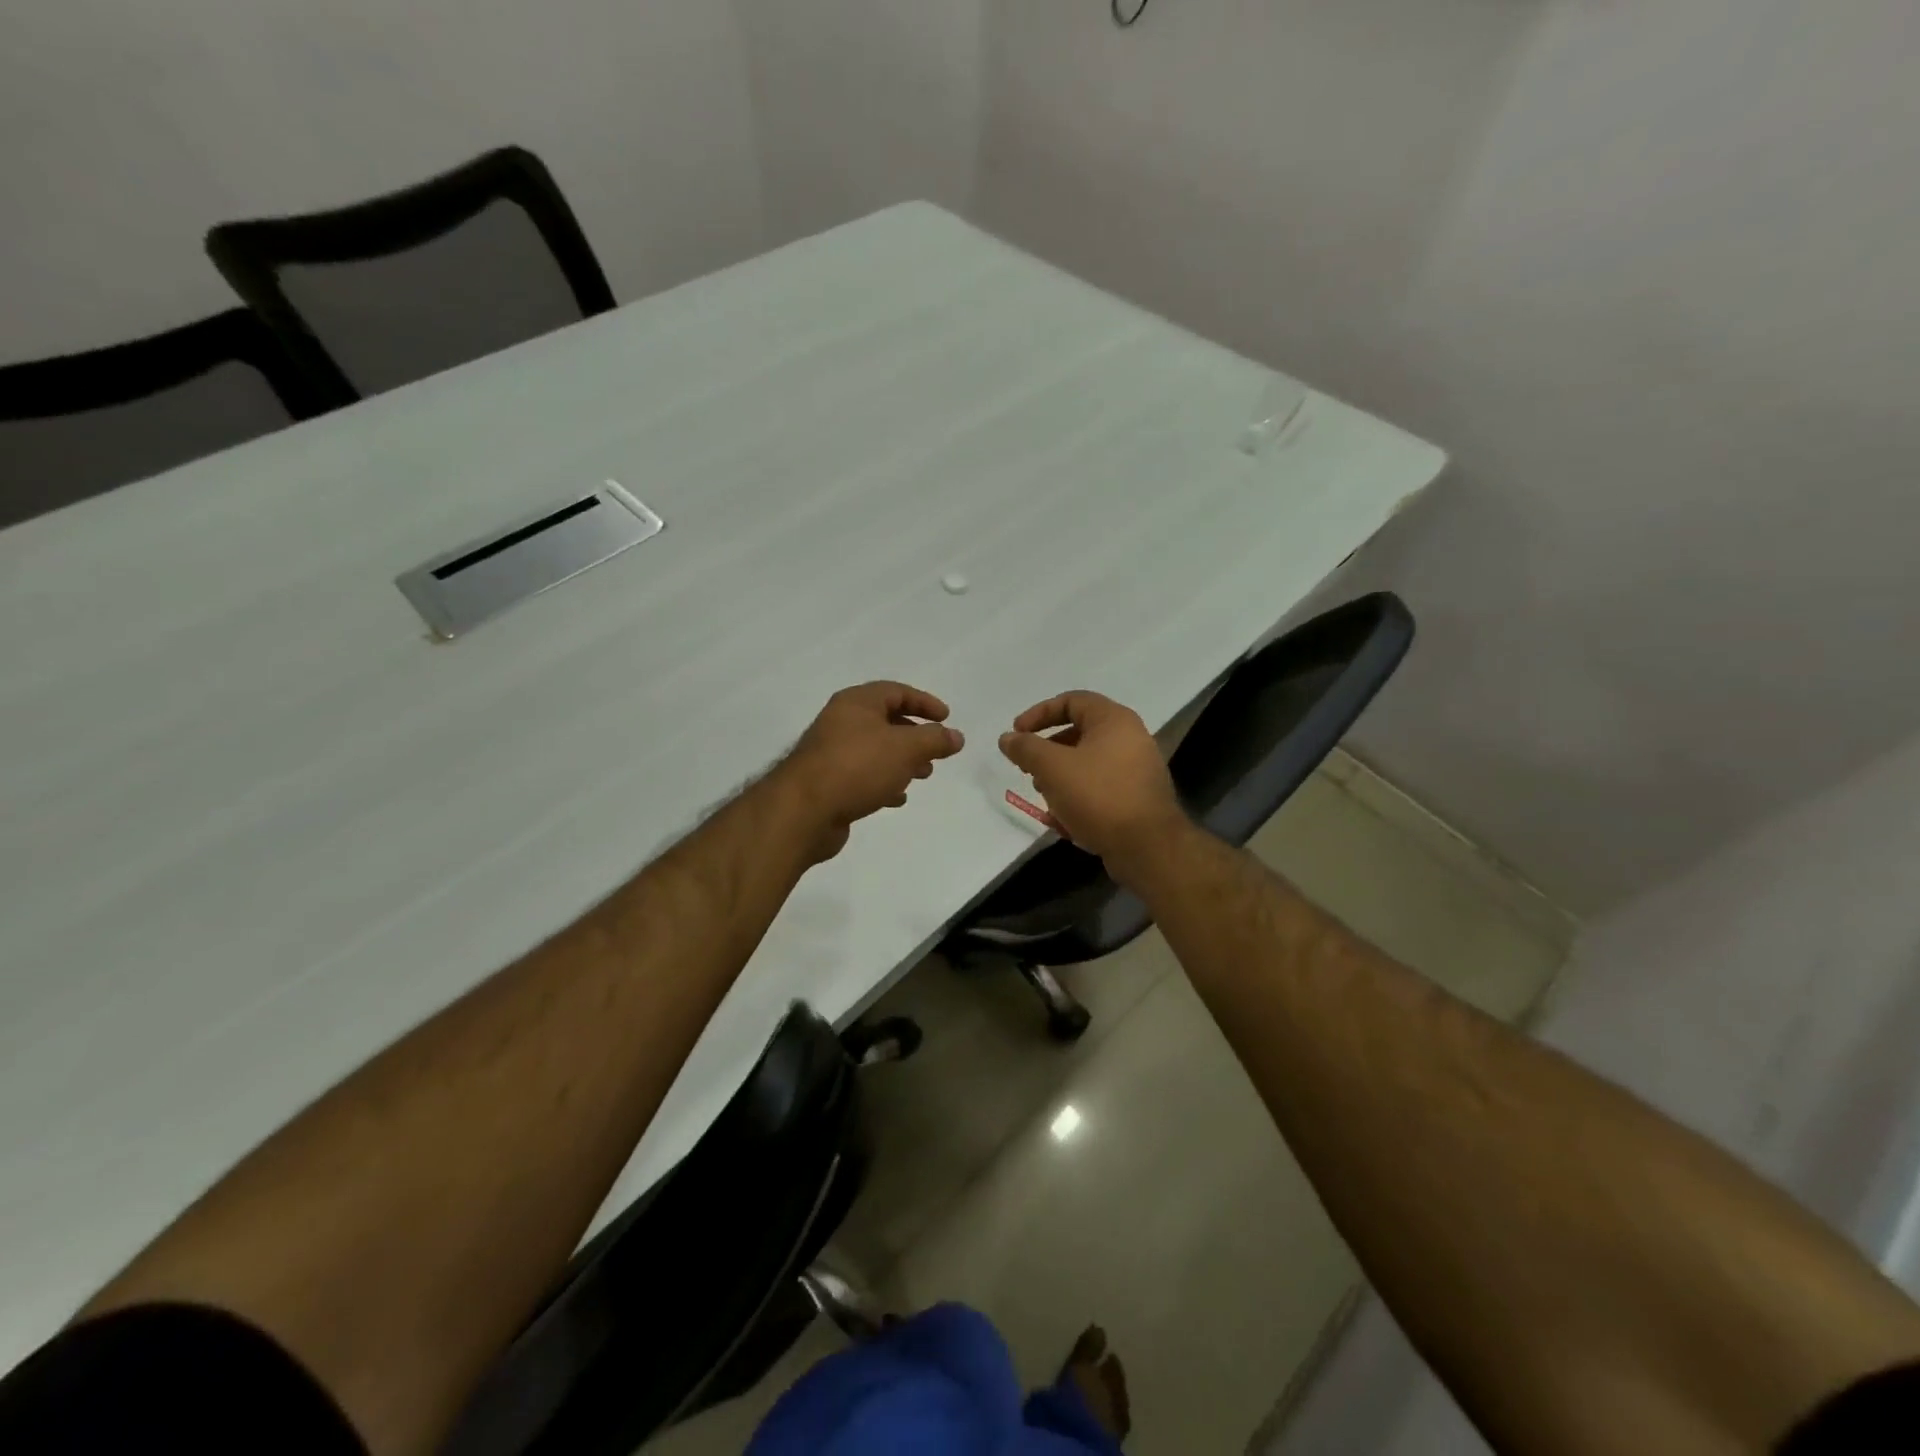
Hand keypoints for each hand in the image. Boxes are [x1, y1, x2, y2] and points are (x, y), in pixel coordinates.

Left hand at [776, 681, 964, 861]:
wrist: (804, 810)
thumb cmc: (857, 767)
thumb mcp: (905, 748)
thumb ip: (934, 740)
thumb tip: (957, 736)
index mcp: (856, 703)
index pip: (896, 691)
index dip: (924, 702)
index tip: (946, 718)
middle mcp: (841, 722)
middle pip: (885, 720)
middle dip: (915, 735)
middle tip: (936, 751)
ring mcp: (832, 753)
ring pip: (875, 749)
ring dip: (902, 760)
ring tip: (923, 775)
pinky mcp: (829, 782)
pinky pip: (863, 775)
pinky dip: (884, 781)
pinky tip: (897, 797)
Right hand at [999, 691, 1184, 868]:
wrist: (1147, 848)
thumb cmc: (1098, 796)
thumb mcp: (1053, 768)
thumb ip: (1026, 748)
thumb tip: (1007, 738)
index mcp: (1114, 720)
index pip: (1071, 701)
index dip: (1039, 713)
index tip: (1016, 733)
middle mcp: (1130, 738)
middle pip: (1079, 732)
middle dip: (1047, 750)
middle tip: (1027, 767)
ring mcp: (1137, 769)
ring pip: (1088, 763)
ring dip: (1060, 775)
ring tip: (1043, 794)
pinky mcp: (1136, 798)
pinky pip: (1100, 787)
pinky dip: (1078, 795)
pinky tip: (1063, 818)